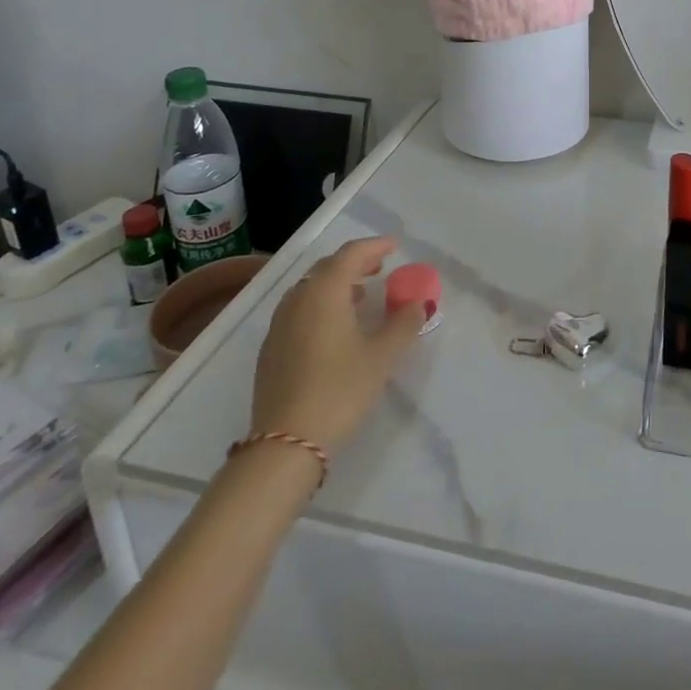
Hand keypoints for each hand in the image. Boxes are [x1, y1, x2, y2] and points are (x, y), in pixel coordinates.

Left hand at [248, 237, 425, 452]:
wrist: (285, 443)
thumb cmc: (340, 390)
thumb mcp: (382, 356)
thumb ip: (404, 323)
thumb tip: (419, 303)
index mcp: (324, 291)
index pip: (351, 254)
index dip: (374, 246)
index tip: (395, 245)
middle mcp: (298, 298)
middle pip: (328, 267)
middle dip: (356, 262)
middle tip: (380, 267)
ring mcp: (280, 324)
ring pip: (310, 288)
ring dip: (337, 284)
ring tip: (361, 295)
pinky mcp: (271, 349)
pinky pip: (299, 309)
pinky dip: (321, 304)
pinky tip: (335, 327)